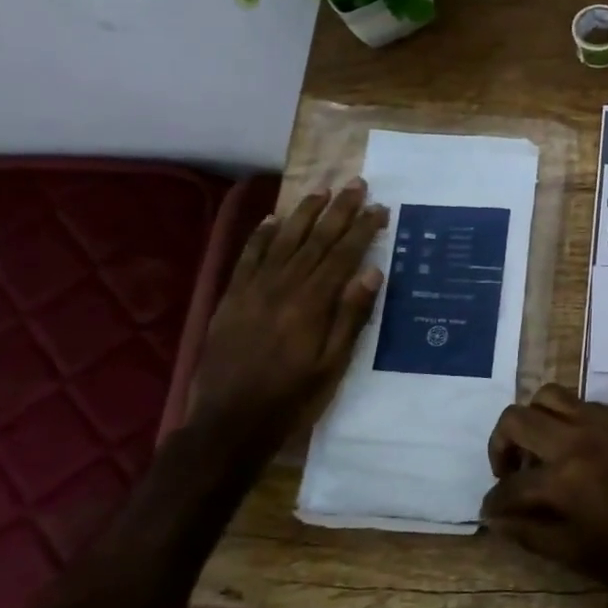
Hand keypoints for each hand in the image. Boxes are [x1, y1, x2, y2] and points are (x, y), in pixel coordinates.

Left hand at [189, 179, 387, 442]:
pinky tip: (274, 219)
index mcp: (312, 303)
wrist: (228, 422)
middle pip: (315, 239)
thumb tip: (371, 273)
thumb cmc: (291, 397)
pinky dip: (262, 235)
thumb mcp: (332, 365)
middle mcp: (283, 286)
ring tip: (322, 191)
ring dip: (304, 213)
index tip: (379, 208)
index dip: (362, 229)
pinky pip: (249, 257)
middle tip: (357, 185)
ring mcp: (254, 289)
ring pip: (283, 240)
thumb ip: (351, 317)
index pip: (343, 254)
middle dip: (339, 210)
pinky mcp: (232, 297)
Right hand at [480, 385, 607, 603]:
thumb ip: (529, 532)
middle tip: (510, 472)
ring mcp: (606, 423)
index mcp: (565, 479)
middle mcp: (580, 439)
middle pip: (518, 418)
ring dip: (534, 421)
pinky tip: (575, 449)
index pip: (510, 484)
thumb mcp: (575, 556)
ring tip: (541, 451)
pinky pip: (584, 404)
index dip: (494, 502)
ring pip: (550, 396)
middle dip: (501, 445)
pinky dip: (567, 419)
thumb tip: (495, 519)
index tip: (492, 511)